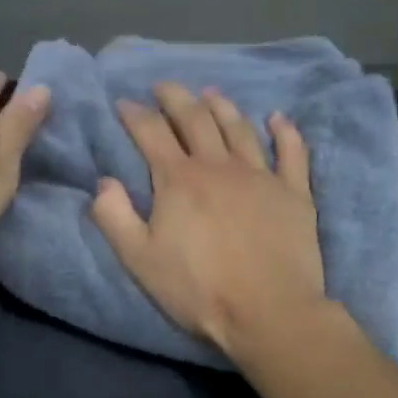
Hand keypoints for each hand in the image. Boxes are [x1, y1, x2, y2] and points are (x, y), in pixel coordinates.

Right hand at [92, 83, 326, 360]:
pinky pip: (291, 152)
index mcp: (178, 180)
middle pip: (195, 119)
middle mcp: (218, 166)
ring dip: (222, 106)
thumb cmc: (198, 289)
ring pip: (239, 128)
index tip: (123, 103)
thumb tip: (103, 182)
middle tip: (164, 87)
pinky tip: (277, 118)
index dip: (134, 114)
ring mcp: (261, 175)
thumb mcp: (139, 260)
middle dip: (175, 98)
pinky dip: (284, 131)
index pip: (151, 133)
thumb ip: (114, 217)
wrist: (267, 311)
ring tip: (210, 93)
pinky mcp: (294, 192)